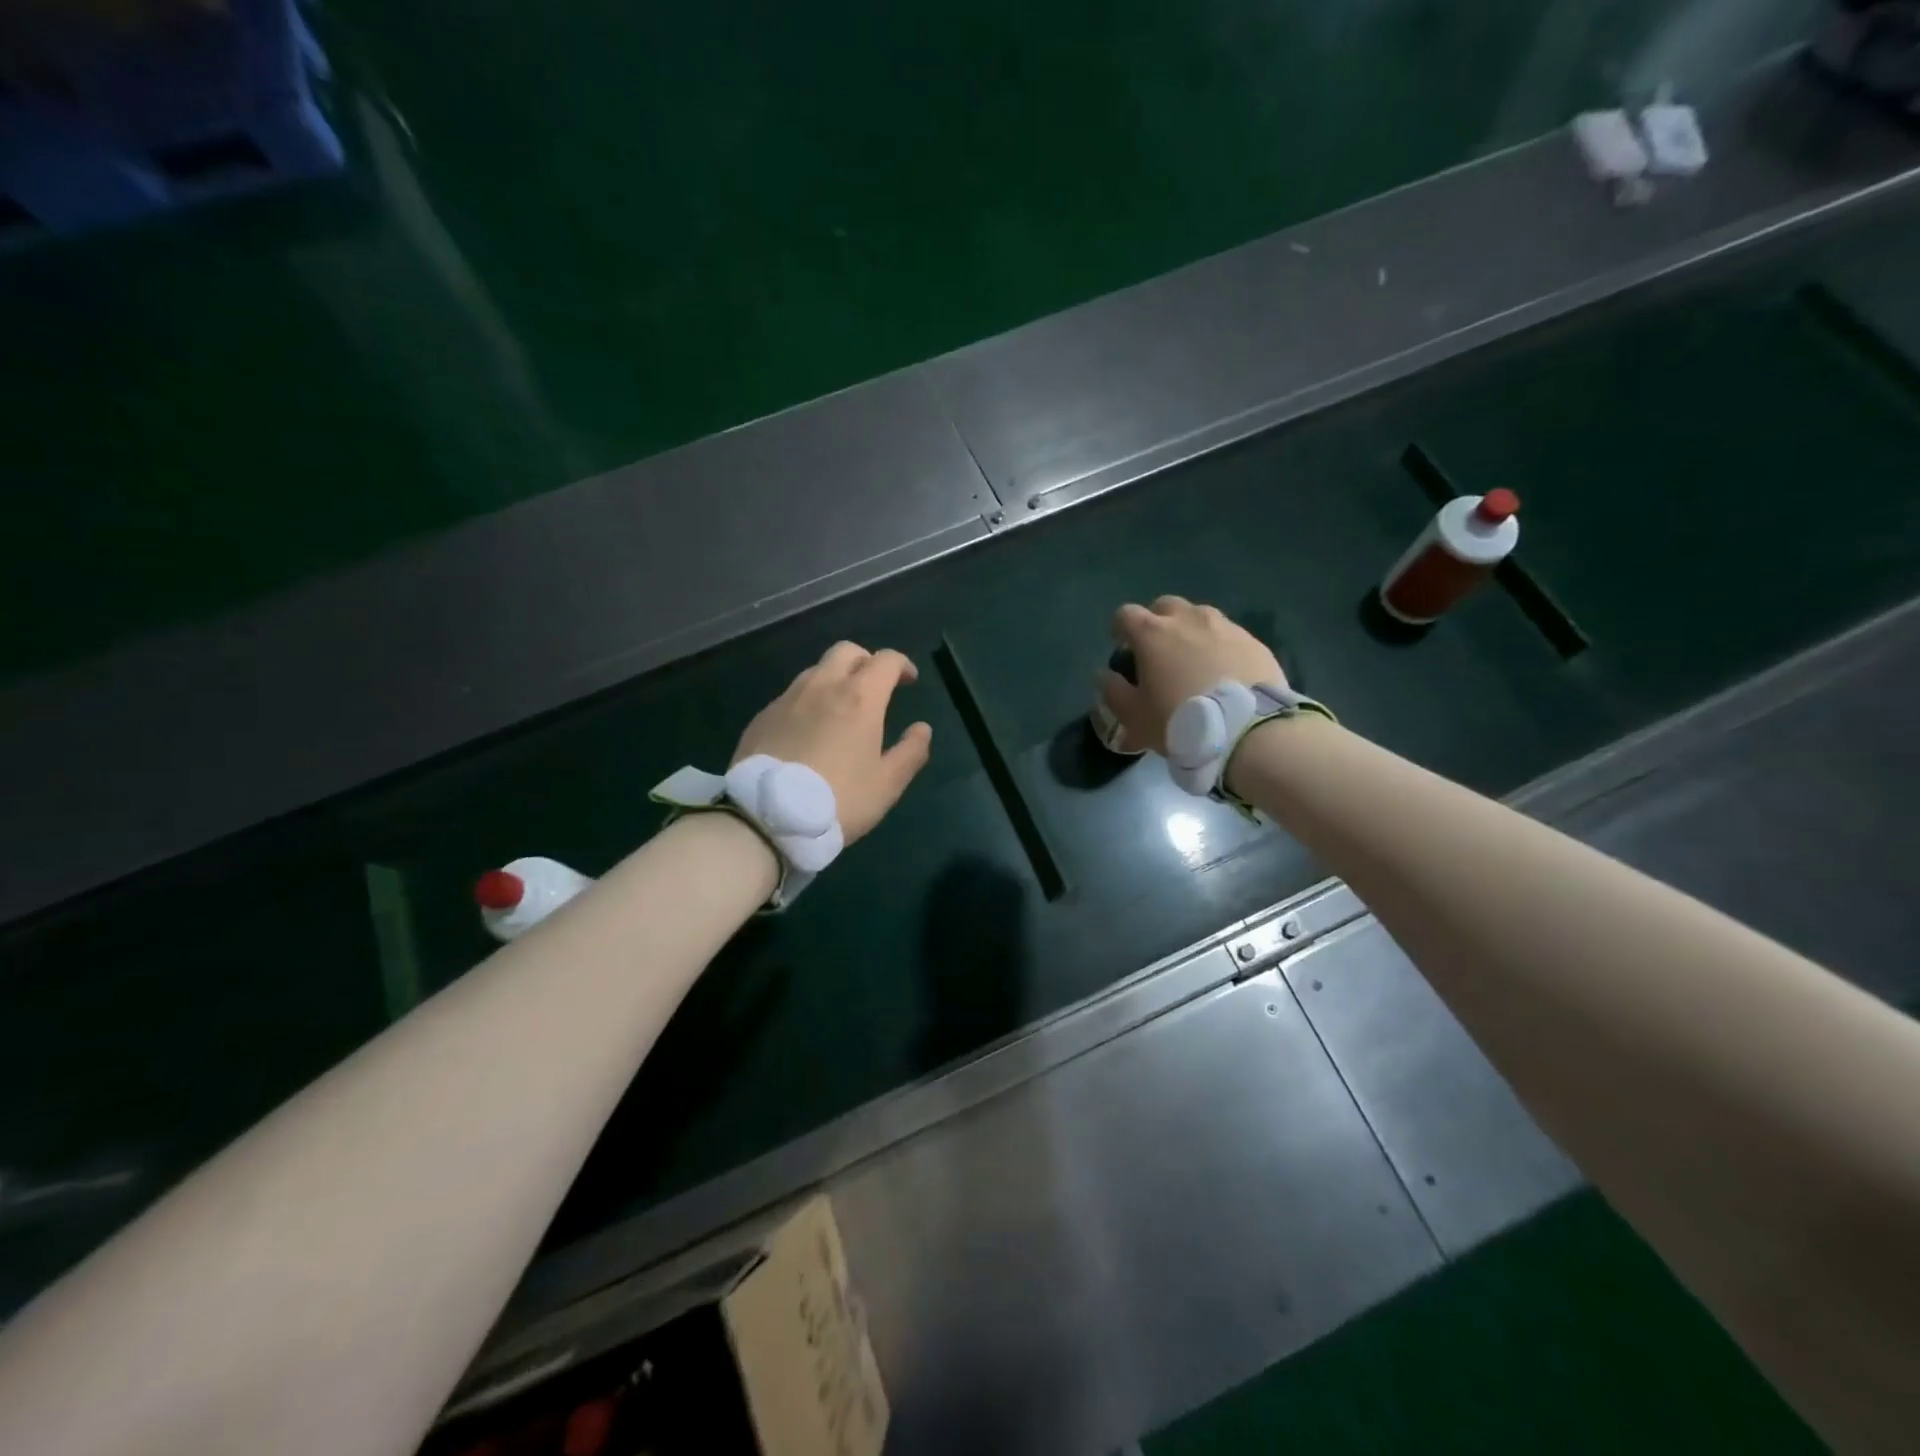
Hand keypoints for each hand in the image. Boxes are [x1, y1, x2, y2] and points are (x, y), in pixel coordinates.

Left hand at [733, 642, 933, 842]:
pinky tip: (808, 731)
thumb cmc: (839, 800)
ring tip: (840, 709)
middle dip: (866, 661)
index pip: (886, 660)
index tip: (909, 681)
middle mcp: (822, 685)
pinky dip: (808, 701)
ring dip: (835, 679)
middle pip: (847, 651)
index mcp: (859, 697)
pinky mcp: (763, 716)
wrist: (767, 818)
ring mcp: (787, 698)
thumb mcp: (887, 784)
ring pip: (816, 670)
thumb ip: (910, 752)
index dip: (902, 665)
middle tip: (875, 687)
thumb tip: (922, 729)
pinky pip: (792, 695)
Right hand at [1098, 596, 1286, 754]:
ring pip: (1200, 615)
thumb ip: (1113, 692)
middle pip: (1165, 605)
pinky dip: (1220, 646)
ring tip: (1194, 659)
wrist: (1248, 731)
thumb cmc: (1179, 722)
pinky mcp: (1254, 642)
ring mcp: (1225, 627)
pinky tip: (1224, 671)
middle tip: (1159, 651)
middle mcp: (1188, 619)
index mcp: (1152, 634)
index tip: (1122, 648)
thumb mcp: (1134, 717)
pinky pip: (1229, 635)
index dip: (1119, 629)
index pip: (1125, 615)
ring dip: (1191, 630)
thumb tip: (1104, 674)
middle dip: (1157, 621)